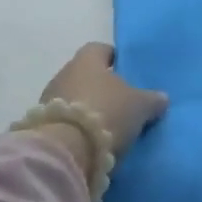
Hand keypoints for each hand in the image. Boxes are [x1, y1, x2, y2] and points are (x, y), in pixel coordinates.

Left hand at [41, 42, 168, 156]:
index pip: (100, 49)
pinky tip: (91, 140)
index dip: (114, 58)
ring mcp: (48, 101)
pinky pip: (64, 122)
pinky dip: (76, 128)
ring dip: (87, 109)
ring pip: (73, 98)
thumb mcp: (140, 106)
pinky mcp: (40, 128)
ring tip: (107, 125)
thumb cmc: (106, 113)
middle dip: (101, 87)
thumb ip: (151, 99)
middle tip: (121, 102)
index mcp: (87, 60)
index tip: (127, 71)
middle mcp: (64, 74)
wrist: (64, 152)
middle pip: (85, 75)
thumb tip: (161, 98)